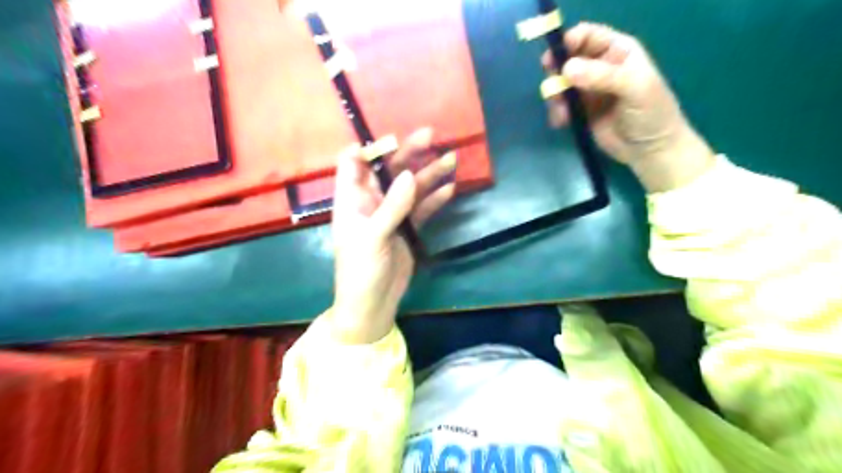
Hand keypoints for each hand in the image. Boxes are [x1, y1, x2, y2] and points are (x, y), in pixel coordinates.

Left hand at [333, 129, 458, 342]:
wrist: (372, 305)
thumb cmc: (360, 271)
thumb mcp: (373, 237)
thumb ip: (392, 206)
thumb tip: (410, 175)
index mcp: (352, 200)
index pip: (352, 163)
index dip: (368, 148)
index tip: (391, 138)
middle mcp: (371, 202)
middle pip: (388, 171)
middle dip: (408, 153)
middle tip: (431, 136)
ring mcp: (391, 215)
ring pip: (410, 188)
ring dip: (428, 174)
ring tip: (451, 159)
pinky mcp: (407, 229)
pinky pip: (422, 209)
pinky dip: (435, 199)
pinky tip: (450, 189)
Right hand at [543, 22, 712, 191]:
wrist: (649, 150)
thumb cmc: (651, 113)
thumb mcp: (634, 88)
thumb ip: (602, 76)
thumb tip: (566, 69)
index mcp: (618, 51)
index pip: (588, 36)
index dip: (568, 42)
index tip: (553, 59)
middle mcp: (600, 66)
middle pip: (568, 58)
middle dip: (557, 71)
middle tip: (553, 88)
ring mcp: (588, 90)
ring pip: (561, 83)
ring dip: (556, 95)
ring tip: (562, 112)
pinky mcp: (580, 111)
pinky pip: (561, 105)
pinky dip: (557, 112)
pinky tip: (562, 122)